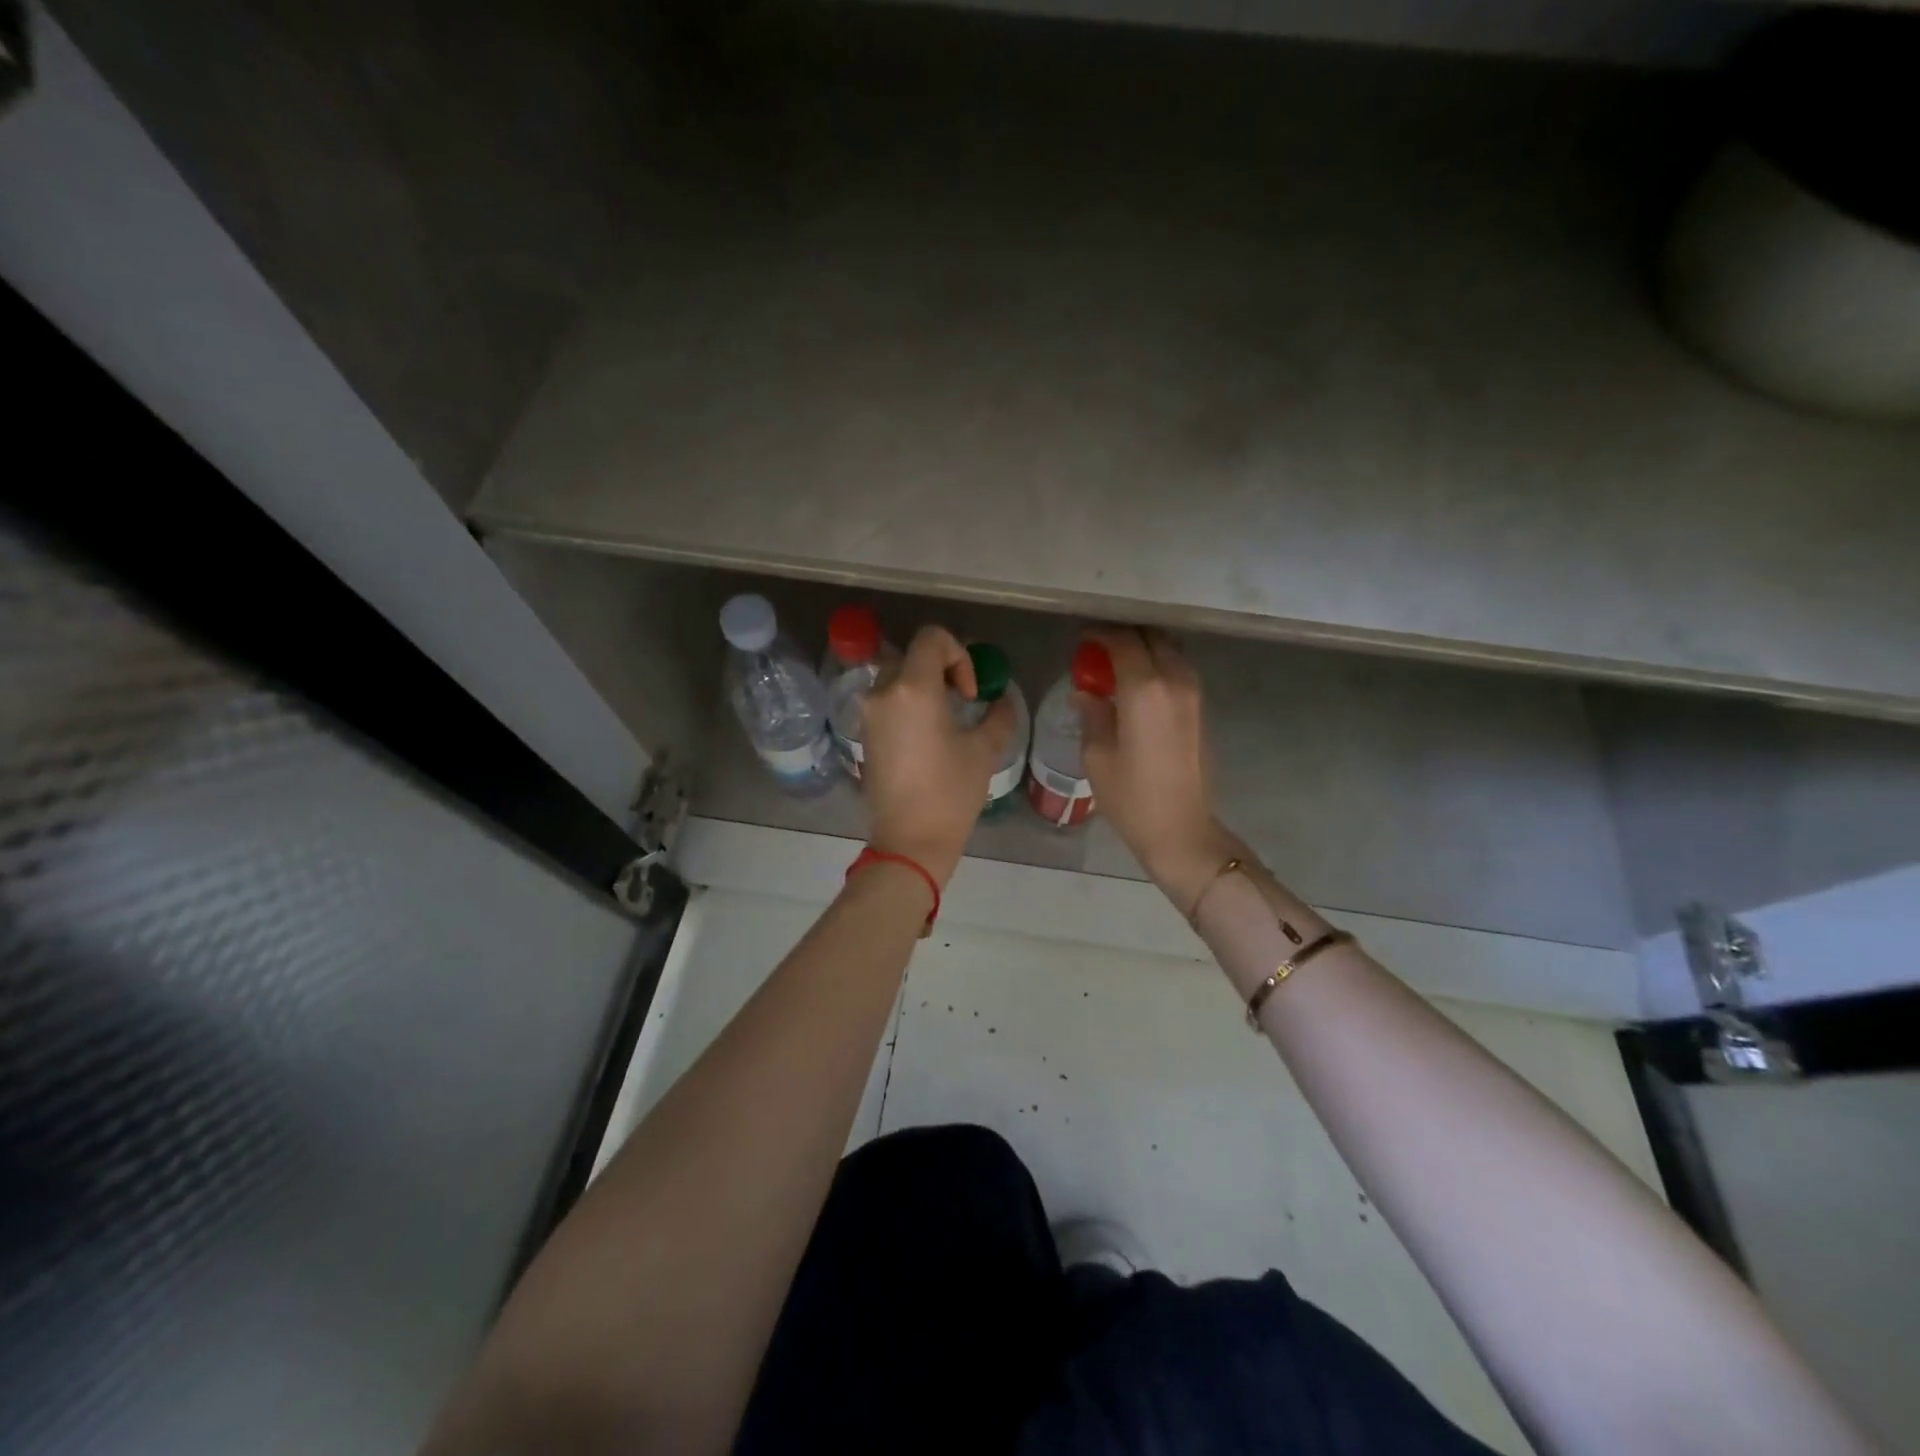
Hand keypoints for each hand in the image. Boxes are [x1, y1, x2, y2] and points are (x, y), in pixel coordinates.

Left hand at [860, 625, 1013, 885]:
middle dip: (941, 669)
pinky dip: (908, 704)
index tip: (969, 693)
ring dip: (923, 686)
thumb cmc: (950, 794)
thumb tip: (1001, 700)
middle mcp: (883, 693)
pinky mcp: (864, 735)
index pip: (931, 638)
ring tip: (945, 719)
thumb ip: (998, 715)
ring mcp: (868, 714)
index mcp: (913, 689)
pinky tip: (927, 736)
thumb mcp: (984, 751)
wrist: (908, 841)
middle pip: (912, 656)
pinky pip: (887, 702)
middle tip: (962, 700)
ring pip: (896, 678)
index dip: (959, 655)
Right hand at [1077, 626, 1237, 913]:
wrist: (1182, 830)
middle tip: (1099, 651)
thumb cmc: (1131, 797)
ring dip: (1145, 650)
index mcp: (1144, 689)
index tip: (1082, 640)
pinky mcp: (1202, 710)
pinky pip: (1179, 672)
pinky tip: (1139, 688)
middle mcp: (1174, 682)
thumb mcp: (1097, 755)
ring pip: (1170, 652)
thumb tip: (1085, 693)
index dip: (1099, 636)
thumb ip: (1092, 714)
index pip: (1122, 642)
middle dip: (1125, 637)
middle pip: (1152, 638)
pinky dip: (1159, 667)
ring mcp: (1194, 695)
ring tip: (1119, 668)